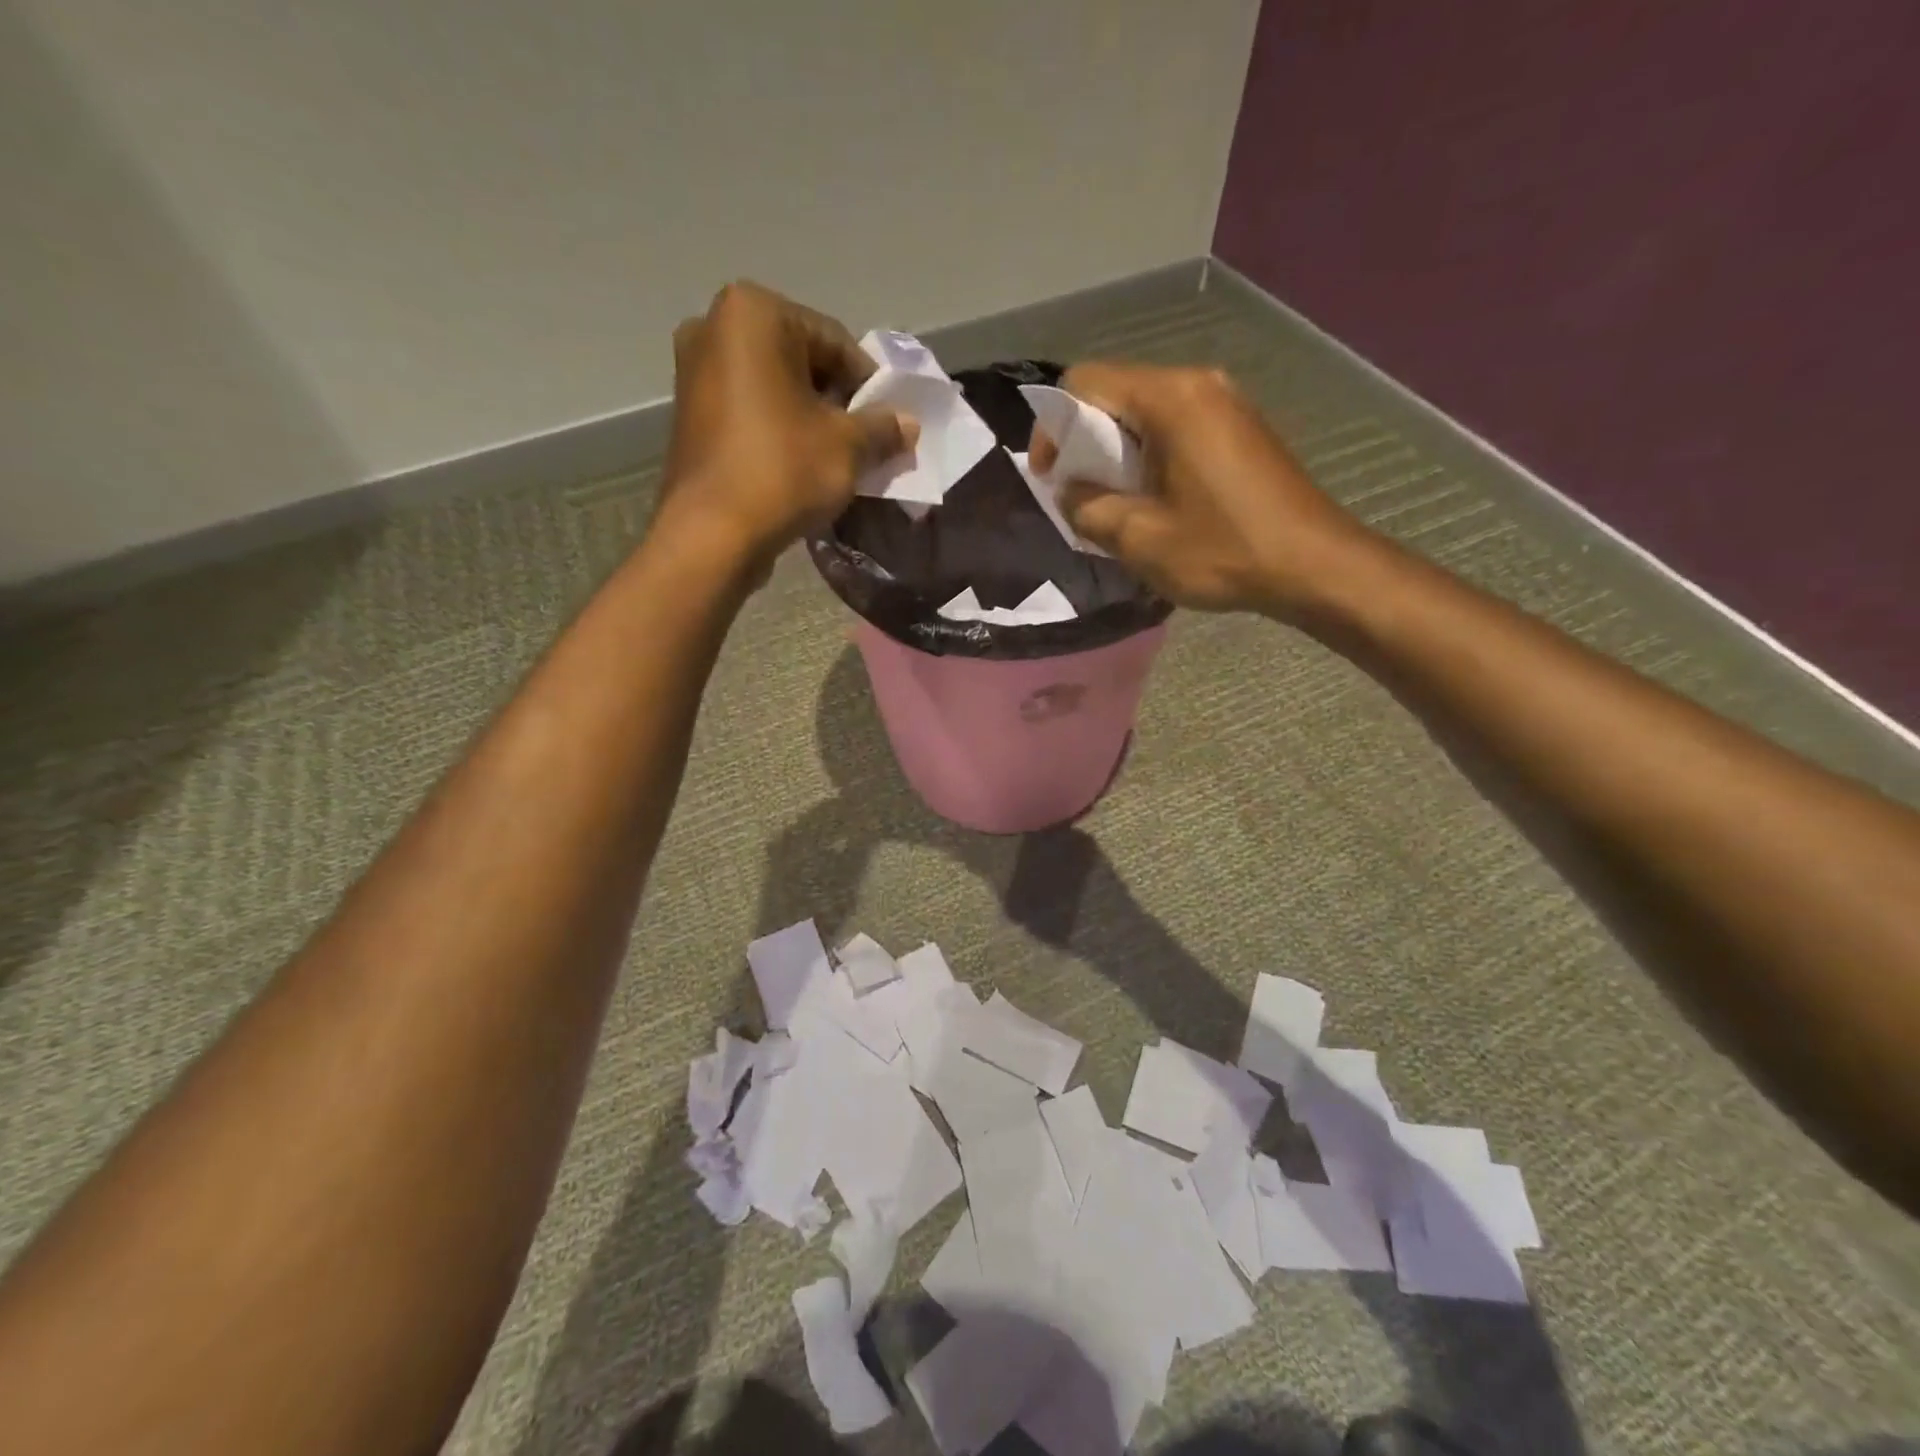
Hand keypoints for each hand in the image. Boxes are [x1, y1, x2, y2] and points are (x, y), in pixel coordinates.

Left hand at [660, 282, 917, 569]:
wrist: (713, 534)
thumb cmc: (783, 471)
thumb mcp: (848, 446)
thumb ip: (882, 427)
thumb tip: (908, 424)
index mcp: (753, 313)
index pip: (835, 341)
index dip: (869, 385)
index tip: (888, 422)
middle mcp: (713, 327)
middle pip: (801, 361)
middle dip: (836, 400)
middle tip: (864, 441)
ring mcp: (694, 372)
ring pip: (774, 388)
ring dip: (809, 418)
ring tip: (836, 458)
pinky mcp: (689, 415)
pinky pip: (749, 411)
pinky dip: (779, 431)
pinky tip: (800, 466)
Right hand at [1030, 363, 1373, 616]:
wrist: (1314, 566)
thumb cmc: (1224, 550)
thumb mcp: (1140, 538)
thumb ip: (1088, 509)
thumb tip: (1071, 493)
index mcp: (1171, 399)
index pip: (1085, 382)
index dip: (1053, 425)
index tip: (1049, 476)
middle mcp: (1198, 385)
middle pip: (1116, 392)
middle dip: (1084, 441)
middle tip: (1078, 495)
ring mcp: (1224, 403)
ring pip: (1145, 412)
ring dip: (1116, 452)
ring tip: (1113, 503)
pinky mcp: (1239, 429)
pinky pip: (1175, 427)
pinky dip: (1148, 455)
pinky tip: (1153, 500)